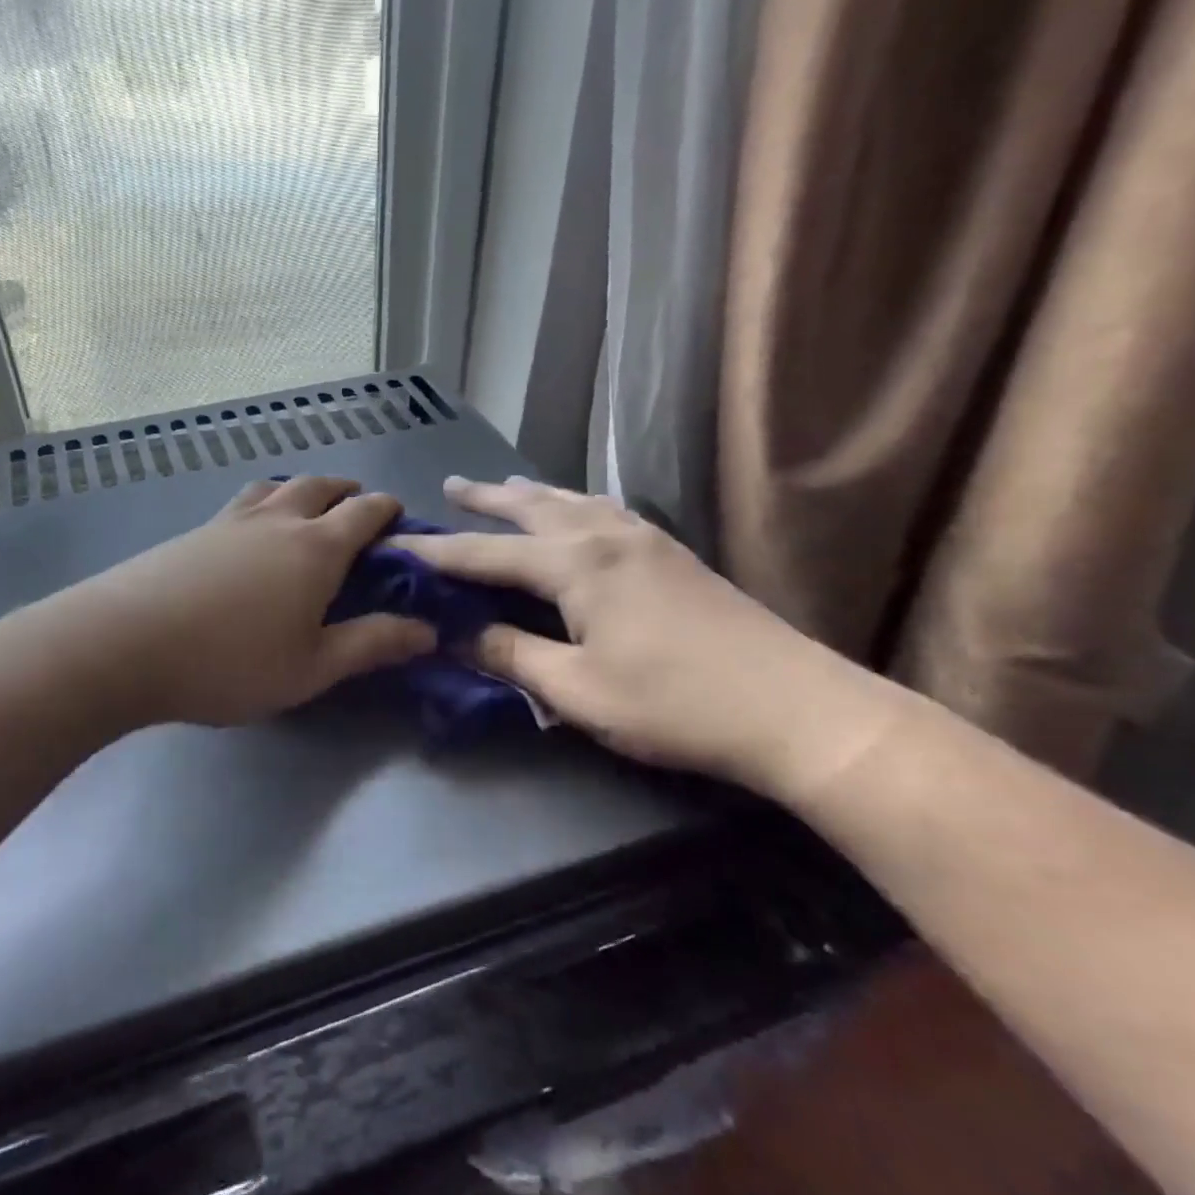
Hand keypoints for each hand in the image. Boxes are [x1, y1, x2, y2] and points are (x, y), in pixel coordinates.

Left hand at [61, 475, 435, 728]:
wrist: (126, 643)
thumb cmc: (230, 662)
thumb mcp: (312, 667)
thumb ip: (371, 644)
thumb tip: (428, 630)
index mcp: (316, 548)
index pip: (364, 512)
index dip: (387, 510)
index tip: (399, 518)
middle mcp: (277, 521)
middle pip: (319, 486)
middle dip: (346, 491)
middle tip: (357, 507)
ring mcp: (230, 521)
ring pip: (275, 486)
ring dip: (300, 490)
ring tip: (305, 508)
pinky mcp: (193, 532)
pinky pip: (241, 503)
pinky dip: (262, 504)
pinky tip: (249, 533)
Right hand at [393, 477, 898, 796]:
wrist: (796, 709)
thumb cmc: (675, 704)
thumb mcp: (576, 690)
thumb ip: (512, 655)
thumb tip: (457, 634)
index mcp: (576, 565)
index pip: (487, 554)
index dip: (438, 552)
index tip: (398, 542)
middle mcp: (606, 536)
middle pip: (531, 507)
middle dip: (485, 499)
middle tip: (450, 485)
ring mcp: (646, 539)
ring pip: (573, 502)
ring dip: (532, 494)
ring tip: (506, 487)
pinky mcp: (673, 553)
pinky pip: (606, 511)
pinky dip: (575, 504)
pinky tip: (580, 512)